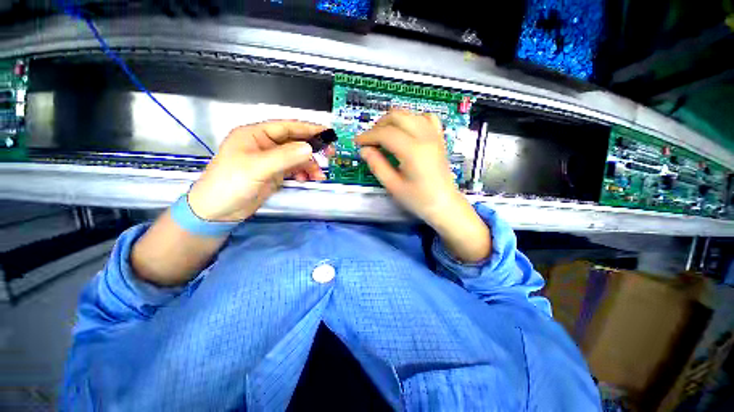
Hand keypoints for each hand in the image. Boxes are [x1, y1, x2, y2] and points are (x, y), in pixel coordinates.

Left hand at [188, 121, 329, 221]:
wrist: (218, 211)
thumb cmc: (231, 183)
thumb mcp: (257, 167)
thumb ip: (285, 156)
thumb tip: (310, 148)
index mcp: (255, 135)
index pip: (286, 127)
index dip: (308, 128)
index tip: (327, 133)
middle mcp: (264, 145)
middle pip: (294, 143)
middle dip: (312, 149)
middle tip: (329, 155)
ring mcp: (270, 161)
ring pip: (296, 158)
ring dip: (309, 165)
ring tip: (318, 176)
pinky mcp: (274, 174)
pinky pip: (294, 170)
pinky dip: (303, 173)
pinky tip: (307, 179)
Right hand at [354, 110, 463, 224]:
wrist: (444, 204)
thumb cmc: (418, 199)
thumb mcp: (393, 186)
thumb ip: (377, 165)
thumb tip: (364, 150)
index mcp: (413, 151)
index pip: (386, 133)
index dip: (368, 136)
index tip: (358, 142)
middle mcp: (425, 137)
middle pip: (397, 117)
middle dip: (378, 126)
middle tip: (370, 141)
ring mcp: (434, 135)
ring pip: (409, 114)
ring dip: (392, 121)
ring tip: (384, 136)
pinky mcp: (438, 138)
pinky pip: (425, 118)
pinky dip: (412, 119)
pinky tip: (406, 131)